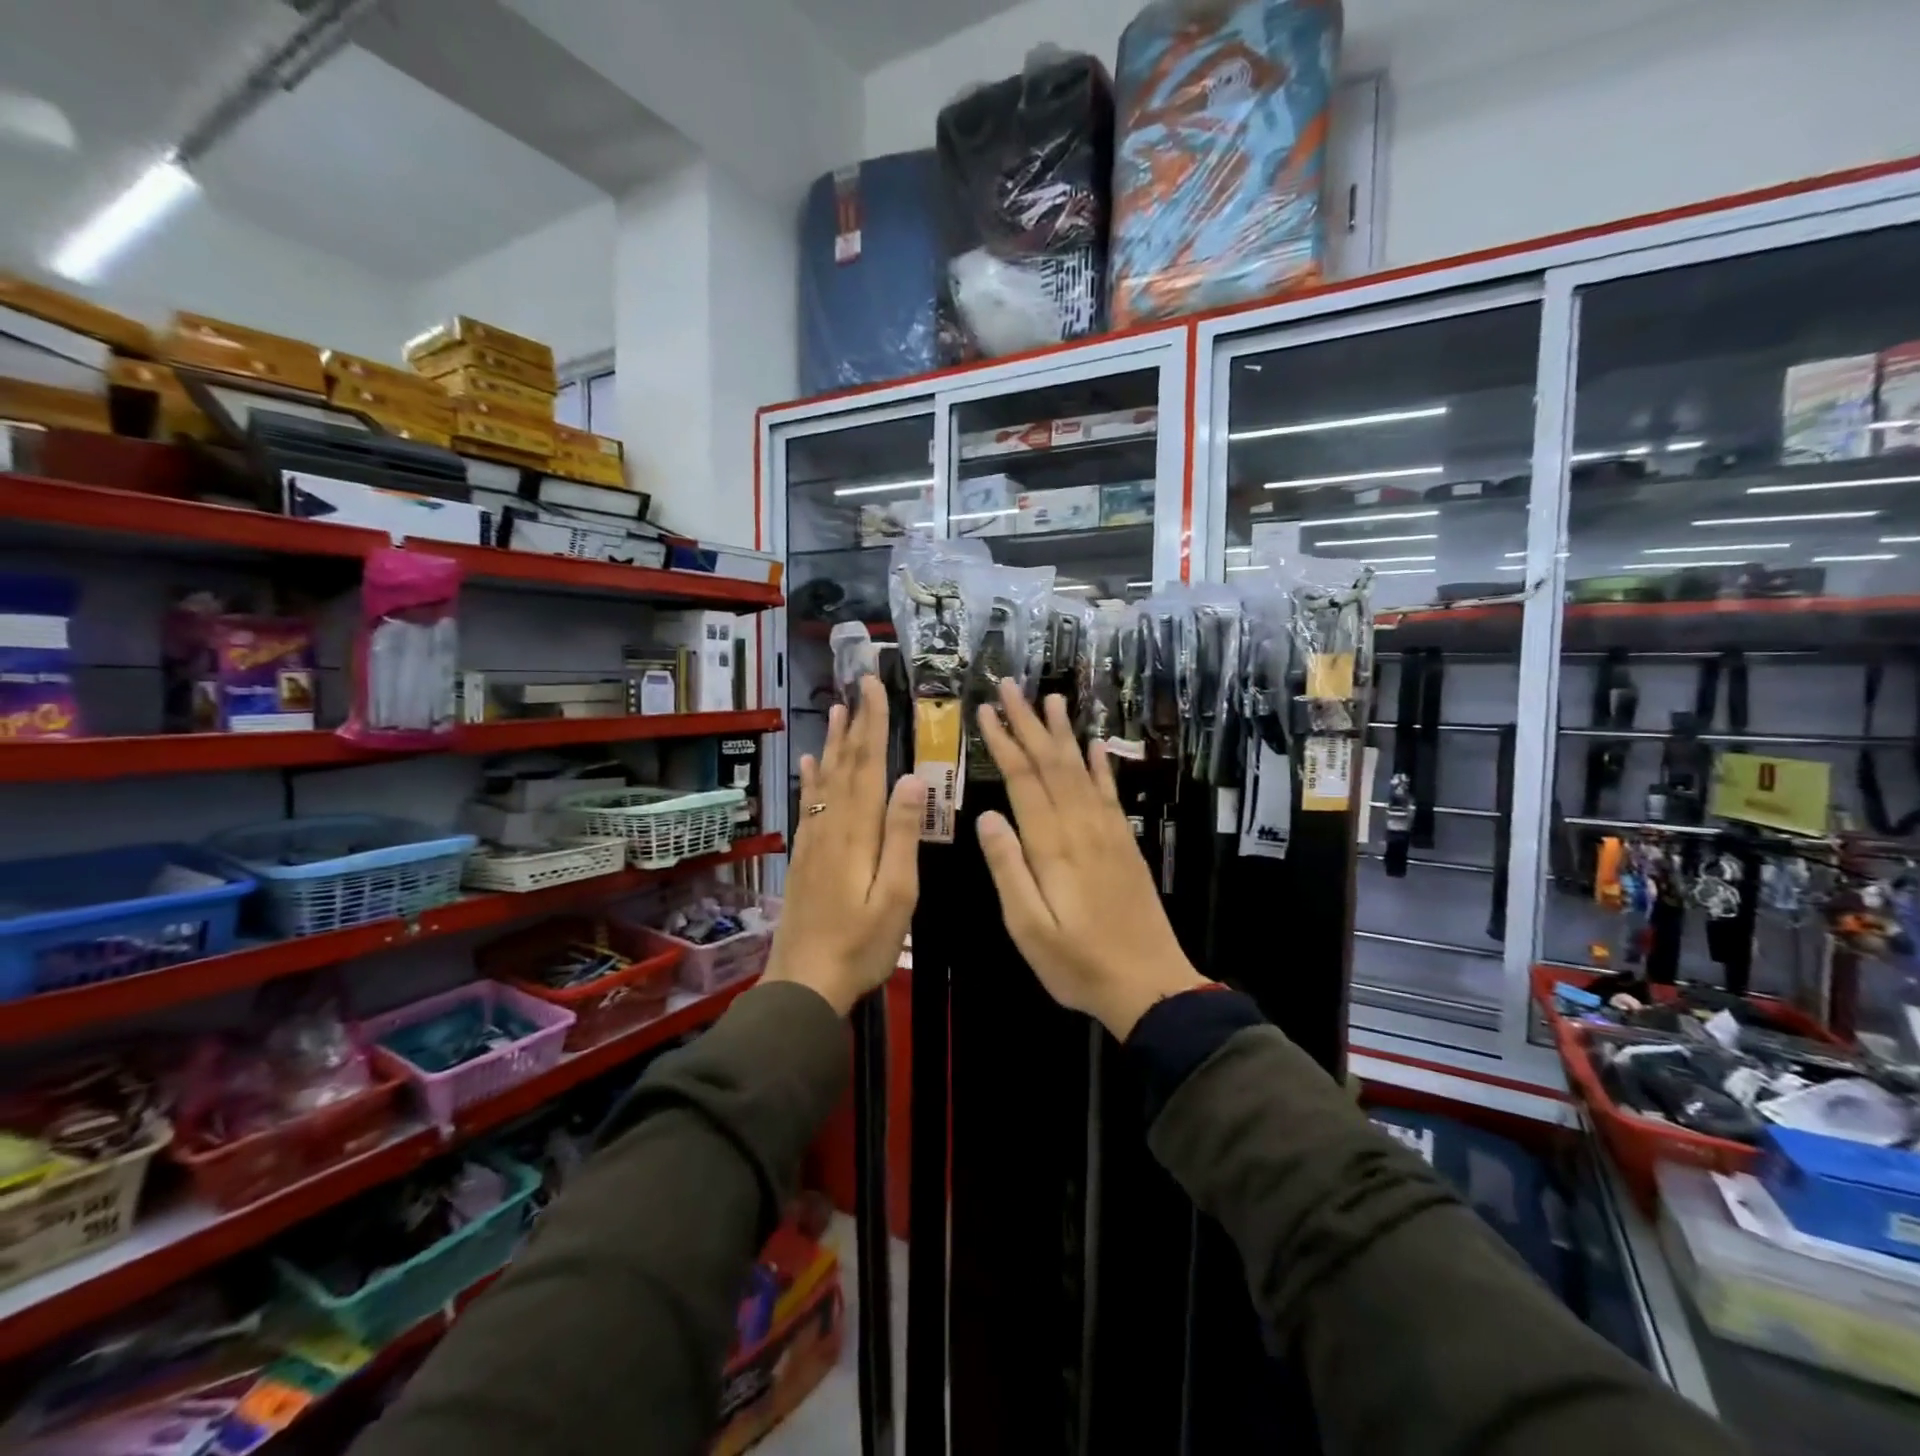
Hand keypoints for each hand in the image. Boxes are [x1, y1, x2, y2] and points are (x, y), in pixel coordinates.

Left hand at [763, 675, 926, 1015]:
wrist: (805, 981)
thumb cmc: (861, 944)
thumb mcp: (897, 895)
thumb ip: (902, 836)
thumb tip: (910, 778)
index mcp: (859, 832)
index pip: (868, 765)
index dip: (873, 723)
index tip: (875, 686)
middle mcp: (833, 826)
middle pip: (845, 764)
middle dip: (855, 722)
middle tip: (858, 684)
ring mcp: (815, 840)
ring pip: (826, 779)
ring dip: (835, 742)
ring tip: (839, 709)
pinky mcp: (805, 856)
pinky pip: (810, 805)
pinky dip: (813, 779)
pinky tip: (812, 763)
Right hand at [974, 680, 1205, 1038]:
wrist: (1149, 985)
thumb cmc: (1078, 963)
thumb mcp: (1028, 928)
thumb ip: (1008, 869)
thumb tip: (987, 816)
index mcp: (1052, 846)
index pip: (1023, 780)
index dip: (1004, 743)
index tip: (987, 711)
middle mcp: (1082, 827)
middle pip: (1051, 764)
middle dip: (1029, 722)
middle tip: (1010, 686)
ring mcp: (1108, 832)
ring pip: (1081, 769)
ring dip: (1063, 733)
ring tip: (1052, 698)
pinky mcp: (1125, 843)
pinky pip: (1110, 793)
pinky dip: (1100, 764)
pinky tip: (1094, 745)